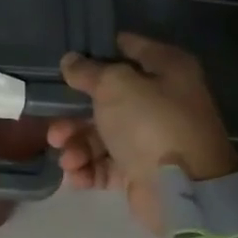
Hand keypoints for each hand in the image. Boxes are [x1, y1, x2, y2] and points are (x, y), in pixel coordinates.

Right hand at [48, 33, 237, 234]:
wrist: (182, 190)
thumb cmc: (151, 124)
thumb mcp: (116, 86)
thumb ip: (89, 71)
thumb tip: (71, 61)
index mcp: (166, 69)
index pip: (127, 47)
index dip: (95, 51)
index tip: (64, 61)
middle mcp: (161, 100)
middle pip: (107, 97)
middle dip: (75, 113)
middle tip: (55, 128)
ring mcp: (151, 137)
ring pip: (102, 133)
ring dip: (77, 144)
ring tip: (67, 158)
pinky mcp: (141, 170)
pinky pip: (106, 163)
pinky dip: (88, 168)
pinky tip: (75, 175)